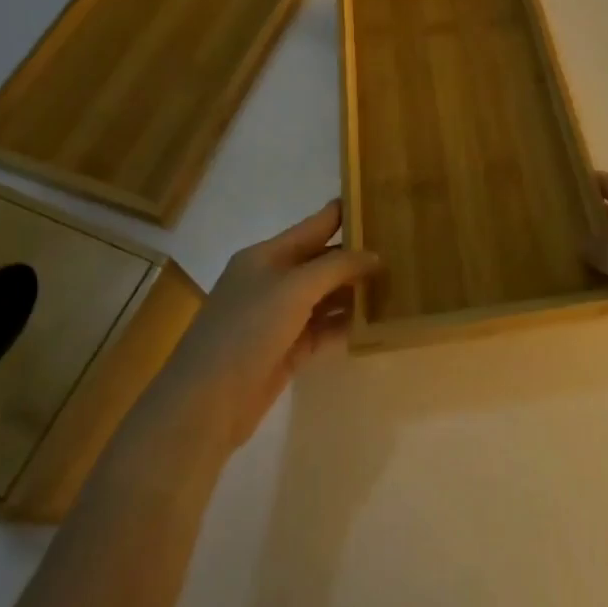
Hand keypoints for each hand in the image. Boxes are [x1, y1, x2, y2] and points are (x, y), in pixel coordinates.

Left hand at [138, 201, 378, 455]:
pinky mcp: (286, 350)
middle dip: (357, 256)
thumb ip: (337, 267)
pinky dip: (346, 323)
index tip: (381, 202)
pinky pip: (323, 328)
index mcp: (266, 255)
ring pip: (325, 296)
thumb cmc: (246, 331)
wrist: (205, 404)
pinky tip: (375, 321)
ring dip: (355, 291)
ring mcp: (278, 317)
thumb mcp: (294, 288)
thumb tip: (375, 256)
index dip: (344, 213)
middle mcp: (272, 280)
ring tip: (398, 284)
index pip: (314, 225)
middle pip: (322, 261)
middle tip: (402, 249)